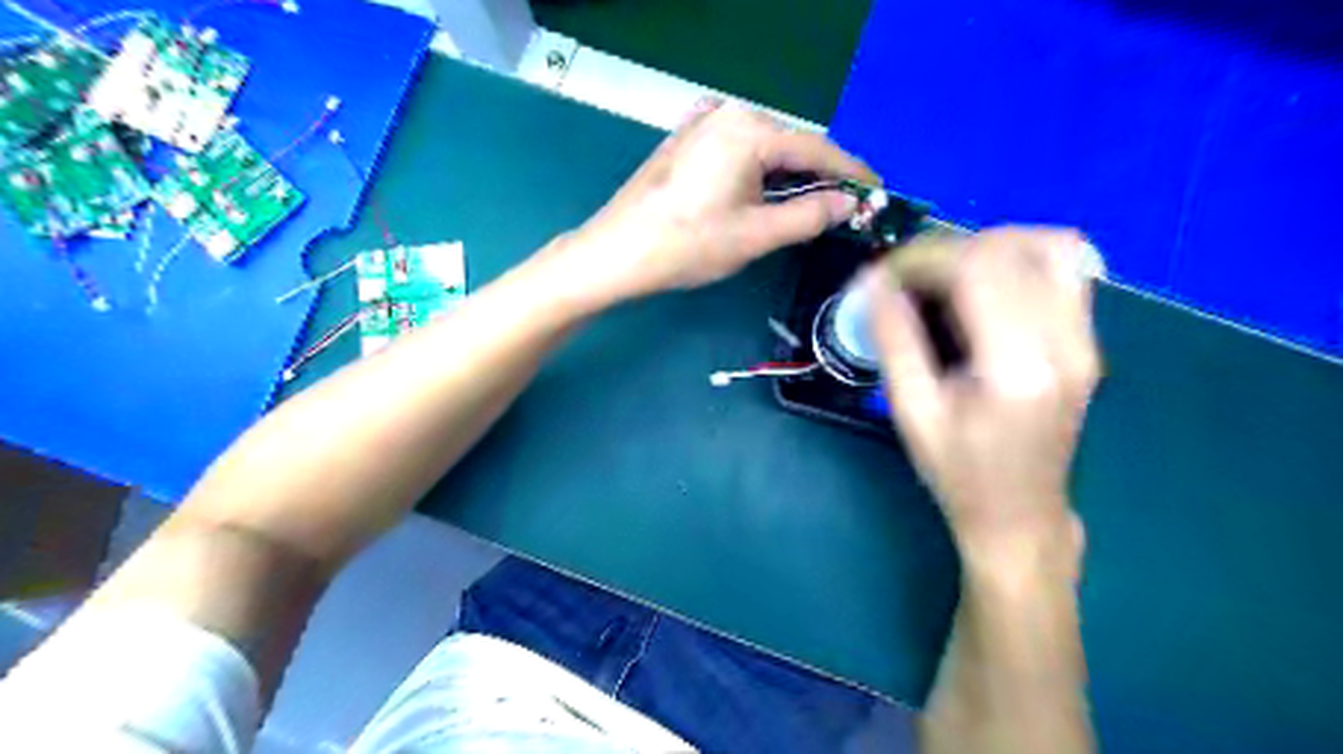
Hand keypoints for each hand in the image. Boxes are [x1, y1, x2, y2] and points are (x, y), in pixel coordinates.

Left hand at [554, 100, 870, 302]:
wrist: (618, 251)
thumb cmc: (688, 245)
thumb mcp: (756, 234)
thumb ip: (809, 215)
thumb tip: (848, 203)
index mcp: (750, 131)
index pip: (817, 148)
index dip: (852, 172)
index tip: (877, 191)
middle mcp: (729, 113)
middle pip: (791, 144)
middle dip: (820, 175)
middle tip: (845, 207)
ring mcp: (703, 122)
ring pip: (764, 146)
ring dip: (789, 174)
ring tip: (810, 205)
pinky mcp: (687, 138)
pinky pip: (737, 147)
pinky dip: (759, 169)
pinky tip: (764, 191)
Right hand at [871, 229, 1102, 566]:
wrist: (1020, 514)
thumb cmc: (959, 473)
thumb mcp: (912, 412)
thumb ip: (894, 342)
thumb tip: (874, 283)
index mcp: (1017, 368)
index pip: (978, 269)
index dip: (923, 257)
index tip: (884, 274)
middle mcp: (1065, 343)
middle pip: (1012, 249)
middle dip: (948, 249)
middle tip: (907, 278)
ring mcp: (1086, 339)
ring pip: (1050, 246)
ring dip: (990, 244)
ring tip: (946, 273)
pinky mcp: (1088, 340)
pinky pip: (1066, 268)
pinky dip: (1021, 256)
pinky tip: (985, 283)